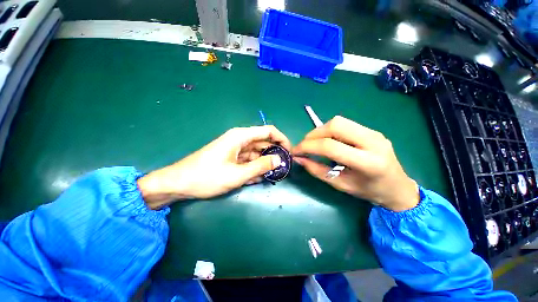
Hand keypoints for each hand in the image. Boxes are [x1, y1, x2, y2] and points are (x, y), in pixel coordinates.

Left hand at [138, 126, 290, 208]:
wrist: (178, 184)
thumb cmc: (207, 177)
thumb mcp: (237, 174)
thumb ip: (260, 166)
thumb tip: (279, 160)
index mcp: (241, 136)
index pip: (269, 131)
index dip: (282, 140)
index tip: (289, 153)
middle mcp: (240, 139)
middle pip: (264, 142)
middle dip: (274, 154)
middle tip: (283, 168)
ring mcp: (235, 149)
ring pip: (257, 153)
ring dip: (264, 163)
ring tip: (272, 176)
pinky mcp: (232, 158)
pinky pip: (248, 160)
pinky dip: (254, 168)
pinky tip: (257, 179)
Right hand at [292, 116, 418, 211]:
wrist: (398, 187)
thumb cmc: (369, 191)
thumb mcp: (340, 185)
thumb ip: (317, 170)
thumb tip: (299, 158)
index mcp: (368, 162)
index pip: (330, 146)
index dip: (308, 147)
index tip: (295, 151)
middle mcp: (373, 142)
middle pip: (335, 125)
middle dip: (313, 134)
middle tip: (304, 146)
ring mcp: (374, 132)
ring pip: (339, 121)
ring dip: (320, 131)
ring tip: (313, 143)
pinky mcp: (372, 130)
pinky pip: (345, 124)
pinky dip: (329, 131)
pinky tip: (327, 141)